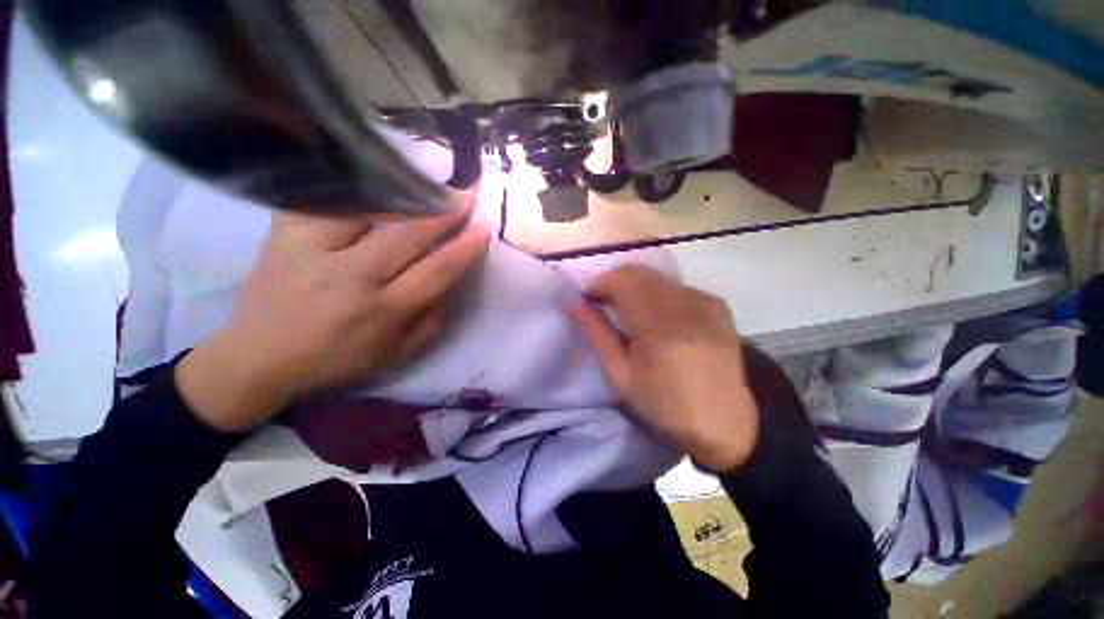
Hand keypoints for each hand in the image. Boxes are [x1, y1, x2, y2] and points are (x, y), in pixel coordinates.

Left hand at [176, 196, 489, 431]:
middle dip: (443, 214)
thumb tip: (455, 284)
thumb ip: (432, 321)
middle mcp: (350, 278)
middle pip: (407, 237)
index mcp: (381, 312)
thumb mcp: (396, 355)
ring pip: (368, 212)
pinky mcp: (284, 236)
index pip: (435, 272)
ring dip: (405, 197)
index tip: (484, 229)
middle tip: (465, 195)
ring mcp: (313, 252)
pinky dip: (354, 189)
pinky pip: (325, 201)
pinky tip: (374, 179)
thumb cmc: (335, 361)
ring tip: (427, 184)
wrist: (257, 358)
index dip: (464, 249)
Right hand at [567, 265, 758, 470]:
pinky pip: (676, 286)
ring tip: (631, 313)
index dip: (599, 284)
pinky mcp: (716, 304)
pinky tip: (659, 318)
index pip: (621, 281)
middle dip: (615, 283)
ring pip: (657, 277)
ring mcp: (705, 301)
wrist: (722, 421)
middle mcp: (685, 304)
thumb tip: (575, 305)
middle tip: (605, 305)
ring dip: (636, 288)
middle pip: (638, 272)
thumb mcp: (620, 374)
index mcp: (658, 327)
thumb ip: (597, 333)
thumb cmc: (662, 404)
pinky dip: (658, 294)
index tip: (589, 300)